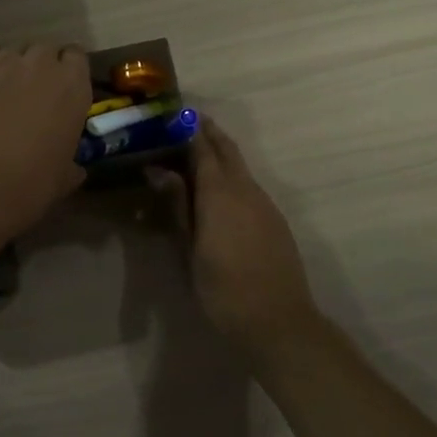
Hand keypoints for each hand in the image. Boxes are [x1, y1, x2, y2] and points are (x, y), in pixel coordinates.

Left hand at [0, 35, 89, 246]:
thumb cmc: (26, 187)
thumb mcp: (62, 180)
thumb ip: (72, 164)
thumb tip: (74, 167)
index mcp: (73, 87)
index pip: (76, 58)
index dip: (67, 73)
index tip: (59, 93)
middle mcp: (41, 63)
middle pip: (44, 50)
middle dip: (39, 69)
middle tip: (27, 97)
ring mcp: (2, 59)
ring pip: (12, 50)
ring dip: (9, 67)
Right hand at [146, 118, 320, 360]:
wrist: (278, 322)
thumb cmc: (223, 290)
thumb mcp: (190, 250)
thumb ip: (177, 206)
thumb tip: (157, 171)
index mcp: (220, 193)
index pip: (203, 148)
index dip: (189, 129)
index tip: (173, 114)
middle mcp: (245, 189)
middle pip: (227, 150)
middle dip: (208, 132)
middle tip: (185, 122)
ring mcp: (265, 203)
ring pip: (240, 166)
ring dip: (220, 153)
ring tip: (195, 154)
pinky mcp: (274, 219)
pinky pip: (249, 185)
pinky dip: (231, 175)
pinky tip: (218, 190)